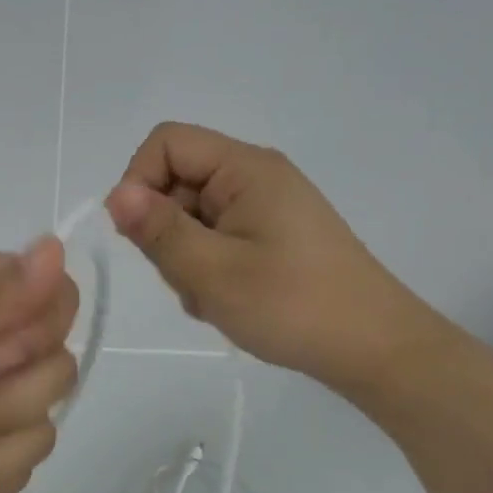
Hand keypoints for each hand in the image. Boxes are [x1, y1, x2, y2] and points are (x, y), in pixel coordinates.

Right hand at [105, 122, 447, 392]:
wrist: (376, 350)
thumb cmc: (293, 305)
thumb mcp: (212, 271)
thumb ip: (159, 230)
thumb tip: (116, 194)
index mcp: (245, 168)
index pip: (166, 143)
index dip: (139, 180)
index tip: (138, 234)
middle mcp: (255, 177)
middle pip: (177, 182)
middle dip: (165, 231)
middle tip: (189, 278)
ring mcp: (264, 208)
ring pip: (192, 217)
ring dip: (186, 258)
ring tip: (214, 297)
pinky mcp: (271, 236)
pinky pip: (216, 238)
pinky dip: (209, 268)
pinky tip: (229, 301)